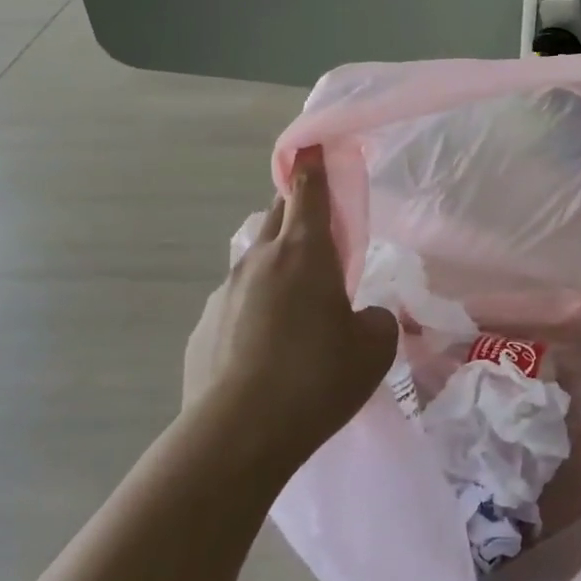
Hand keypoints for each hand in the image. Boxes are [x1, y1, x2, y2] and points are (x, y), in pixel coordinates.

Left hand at [182, 147, 397, 463]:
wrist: (237, 435)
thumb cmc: (318, 378)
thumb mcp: (375, 347)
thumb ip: (377, 319)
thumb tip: (362, 317)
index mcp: (306, 253)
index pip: (309, 190)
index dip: (314, 164)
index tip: (313, 145)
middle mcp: (260, 261)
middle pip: (278, 215)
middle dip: (299, 208)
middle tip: (322, 226)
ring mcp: (225, 293)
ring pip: (257, 260)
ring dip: (279, 264)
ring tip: (299, 302)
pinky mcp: (203, 328)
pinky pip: (237, 302)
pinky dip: (257, 307)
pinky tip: (269, 347)